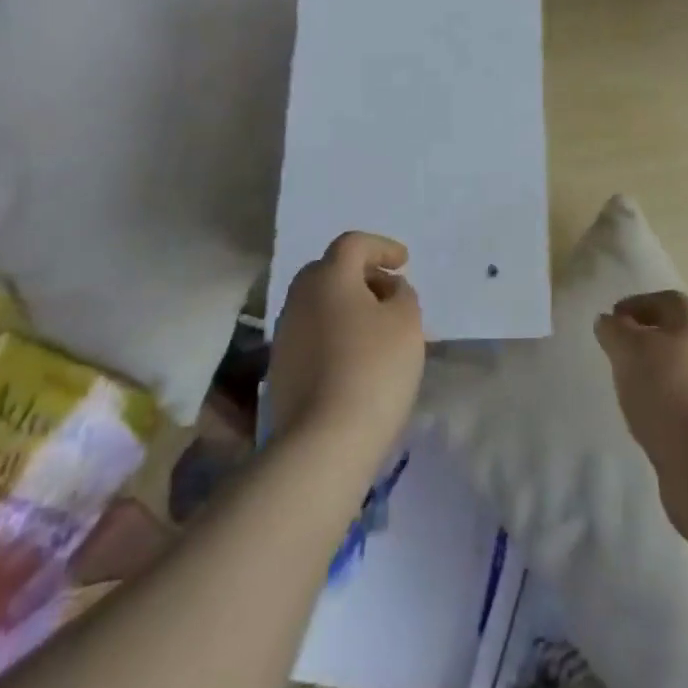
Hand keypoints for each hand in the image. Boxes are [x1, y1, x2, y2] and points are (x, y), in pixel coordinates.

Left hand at [270, 232, 425, 475]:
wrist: (323, 443)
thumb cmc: (374, 368)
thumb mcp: (407, 321)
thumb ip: (402, 295)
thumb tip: (388, 290)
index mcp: (328, 276)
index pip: (353, 244)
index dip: (382, 248)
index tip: (404, 263)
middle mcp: (299, 297)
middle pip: (330, 271)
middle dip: (362, 276)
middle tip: (389, 292)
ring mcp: (285, 335)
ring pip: (320, 305)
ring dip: (349, 307)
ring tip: (379, 329)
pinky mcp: (281, 370)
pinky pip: (314, 335)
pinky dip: (336, 334)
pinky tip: (358, 358)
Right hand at [595, 290, 687, 520]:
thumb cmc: (667, 389)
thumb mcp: (628, 350)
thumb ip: (614, 331)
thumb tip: (608, 321)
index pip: (666, 300)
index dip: (636, 304)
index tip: (611, 319)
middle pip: (675, 335)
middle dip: (644, 339)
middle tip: (615, 352)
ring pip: (678, 370)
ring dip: (652, 374)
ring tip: (625, 387)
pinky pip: (681, 403)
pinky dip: (661, 404)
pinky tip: (643, 418)